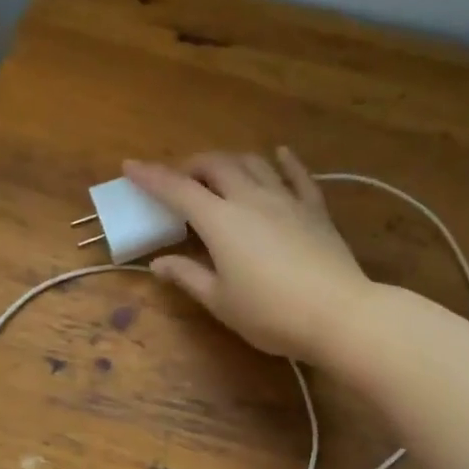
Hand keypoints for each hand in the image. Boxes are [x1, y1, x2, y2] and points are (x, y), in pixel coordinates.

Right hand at [124, 149, 372, 360]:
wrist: (339, 314)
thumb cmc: (271, 314)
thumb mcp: (221, 301)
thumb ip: (188, 276)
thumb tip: (159, 263)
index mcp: (220, 221)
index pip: (177, 190)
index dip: (151, 177)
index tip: (129, 167)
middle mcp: (250, 199)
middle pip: (216, 165)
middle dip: (191, 165)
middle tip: (179, 179)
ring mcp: (286, 200)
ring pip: (253, 163)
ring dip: (230, 160)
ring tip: (219, 171)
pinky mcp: (315, 210)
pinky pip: (298, 176)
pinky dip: (285, 162)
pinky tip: (279, 154)